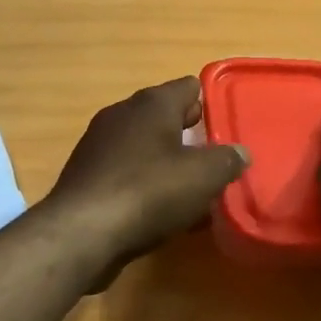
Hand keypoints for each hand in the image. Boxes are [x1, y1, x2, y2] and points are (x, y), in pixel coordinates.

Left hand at [45, 76, 249, 282]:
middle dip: (189, 137)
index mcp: (152, 103)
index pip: (189, 87)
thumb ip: (227, 160)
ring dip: (165, 163)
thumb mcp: (203, 177)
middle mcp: (122, 113)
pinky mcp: (85, 174)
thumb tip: (240, 153)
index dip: (210, 106)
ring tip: (189, 192)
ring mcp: (99, 143)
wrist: (80, 233)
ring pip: (144, 145)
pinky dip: (142, 184)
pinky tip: (157, 212)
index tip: (226, 132)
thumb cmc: (148, 193)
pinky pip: (125, 171)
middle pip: (165, 116)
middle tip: (213, 164)